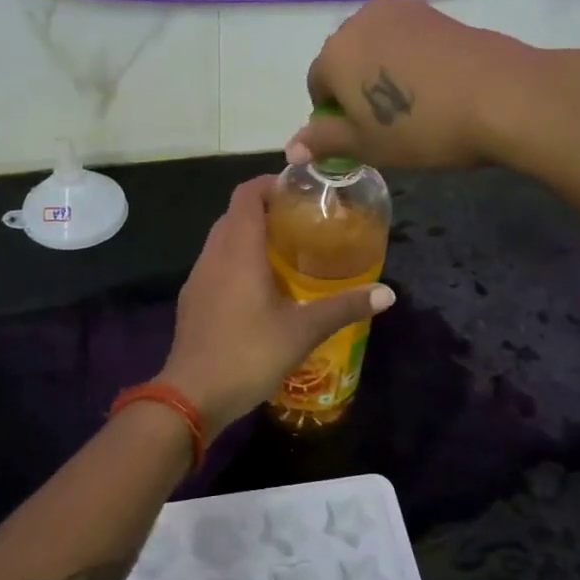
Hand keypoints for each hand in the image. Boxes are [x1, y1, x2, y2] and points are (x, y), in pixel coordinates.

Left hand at [161, 177, 395, 434]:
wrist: (191, 395)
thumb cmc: (249, 354)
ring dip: (249, 236)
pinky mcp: (192, 299)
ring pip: (222, 239)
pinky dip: (236, 260)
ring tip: (285, 252)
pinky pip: (215, 263)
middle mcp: (213, 254)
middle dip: (265, 210)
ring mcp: (198, 277)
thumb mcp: (303, 331)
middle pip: (235, 214)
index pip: (247, 194)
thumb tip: (388, 293)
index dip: (270, 183)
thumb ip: (344, 307)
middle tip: (301, 222)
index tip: (299, 190)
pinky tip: (259, 287)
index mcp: (238, 250)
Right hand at [288, 0, 555, 169]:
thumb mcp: (367, 146)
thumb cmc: (422, 128)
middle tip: (387, 123)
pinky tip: (435, 85)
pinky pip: (406, 38)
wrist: (502, 96)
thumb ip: (324, 142)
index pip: (317, 85)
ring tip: (413, 103)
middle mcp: (360, 21)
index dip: (334, 116)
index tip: (361, 137)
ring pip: (377, 46)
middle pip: (344, 59)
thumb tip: (291, 148)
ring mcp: (401, 10)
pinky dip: (410, 59)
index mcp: (334, 53)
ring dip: (382, 71)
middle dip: (355, 88)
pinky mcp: (435, 11)